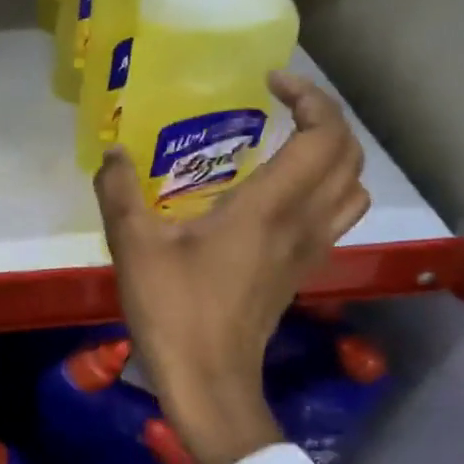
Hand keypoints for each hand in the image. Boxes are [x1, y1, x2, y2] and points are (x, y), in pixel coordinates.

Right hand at [96, 72, 369, 463]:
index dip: (309, 98)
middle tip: (281, 103)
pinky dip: (323, 186)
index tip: (270, 82)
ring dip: (332, 153)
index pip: (323, 137)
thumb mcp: (134, 246)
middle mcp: (301, 223)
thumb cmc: (174, 311)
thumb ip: (120, 191)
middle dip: (325, 117)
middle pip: (348, 156)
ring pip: (352, 188)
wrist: (209, 382)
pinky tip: (277, 192)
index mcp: (269, 208)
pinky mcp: (299, 270)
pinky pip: (334, 215)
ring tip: (288, 141)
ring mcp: (308, 250)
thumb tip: (112, 151)